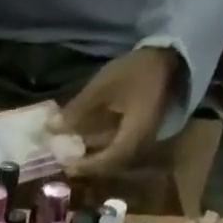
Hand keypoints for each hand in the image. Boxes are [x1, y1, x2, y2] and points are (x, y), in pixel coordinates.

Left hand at [57, 46, 179, 176]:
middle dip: (87, 164)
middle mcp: (142, 144)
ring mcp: (144, 140)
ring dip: (94, 157)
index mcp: (135, 135)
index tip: (65, 164)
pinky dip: (102, 147)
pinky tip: (87, 141)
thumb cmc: (137, 70)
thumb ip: (77, 109)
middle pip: (111, 165)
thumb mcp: (103, 87)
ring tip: (71, 151)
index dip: (85, 166)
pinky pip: (120, 148)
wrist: (170, 56)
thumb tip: (51, 128)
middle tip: (64, 160)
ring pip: (115, 158)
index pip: (107, 161)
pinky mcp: (142, 133)